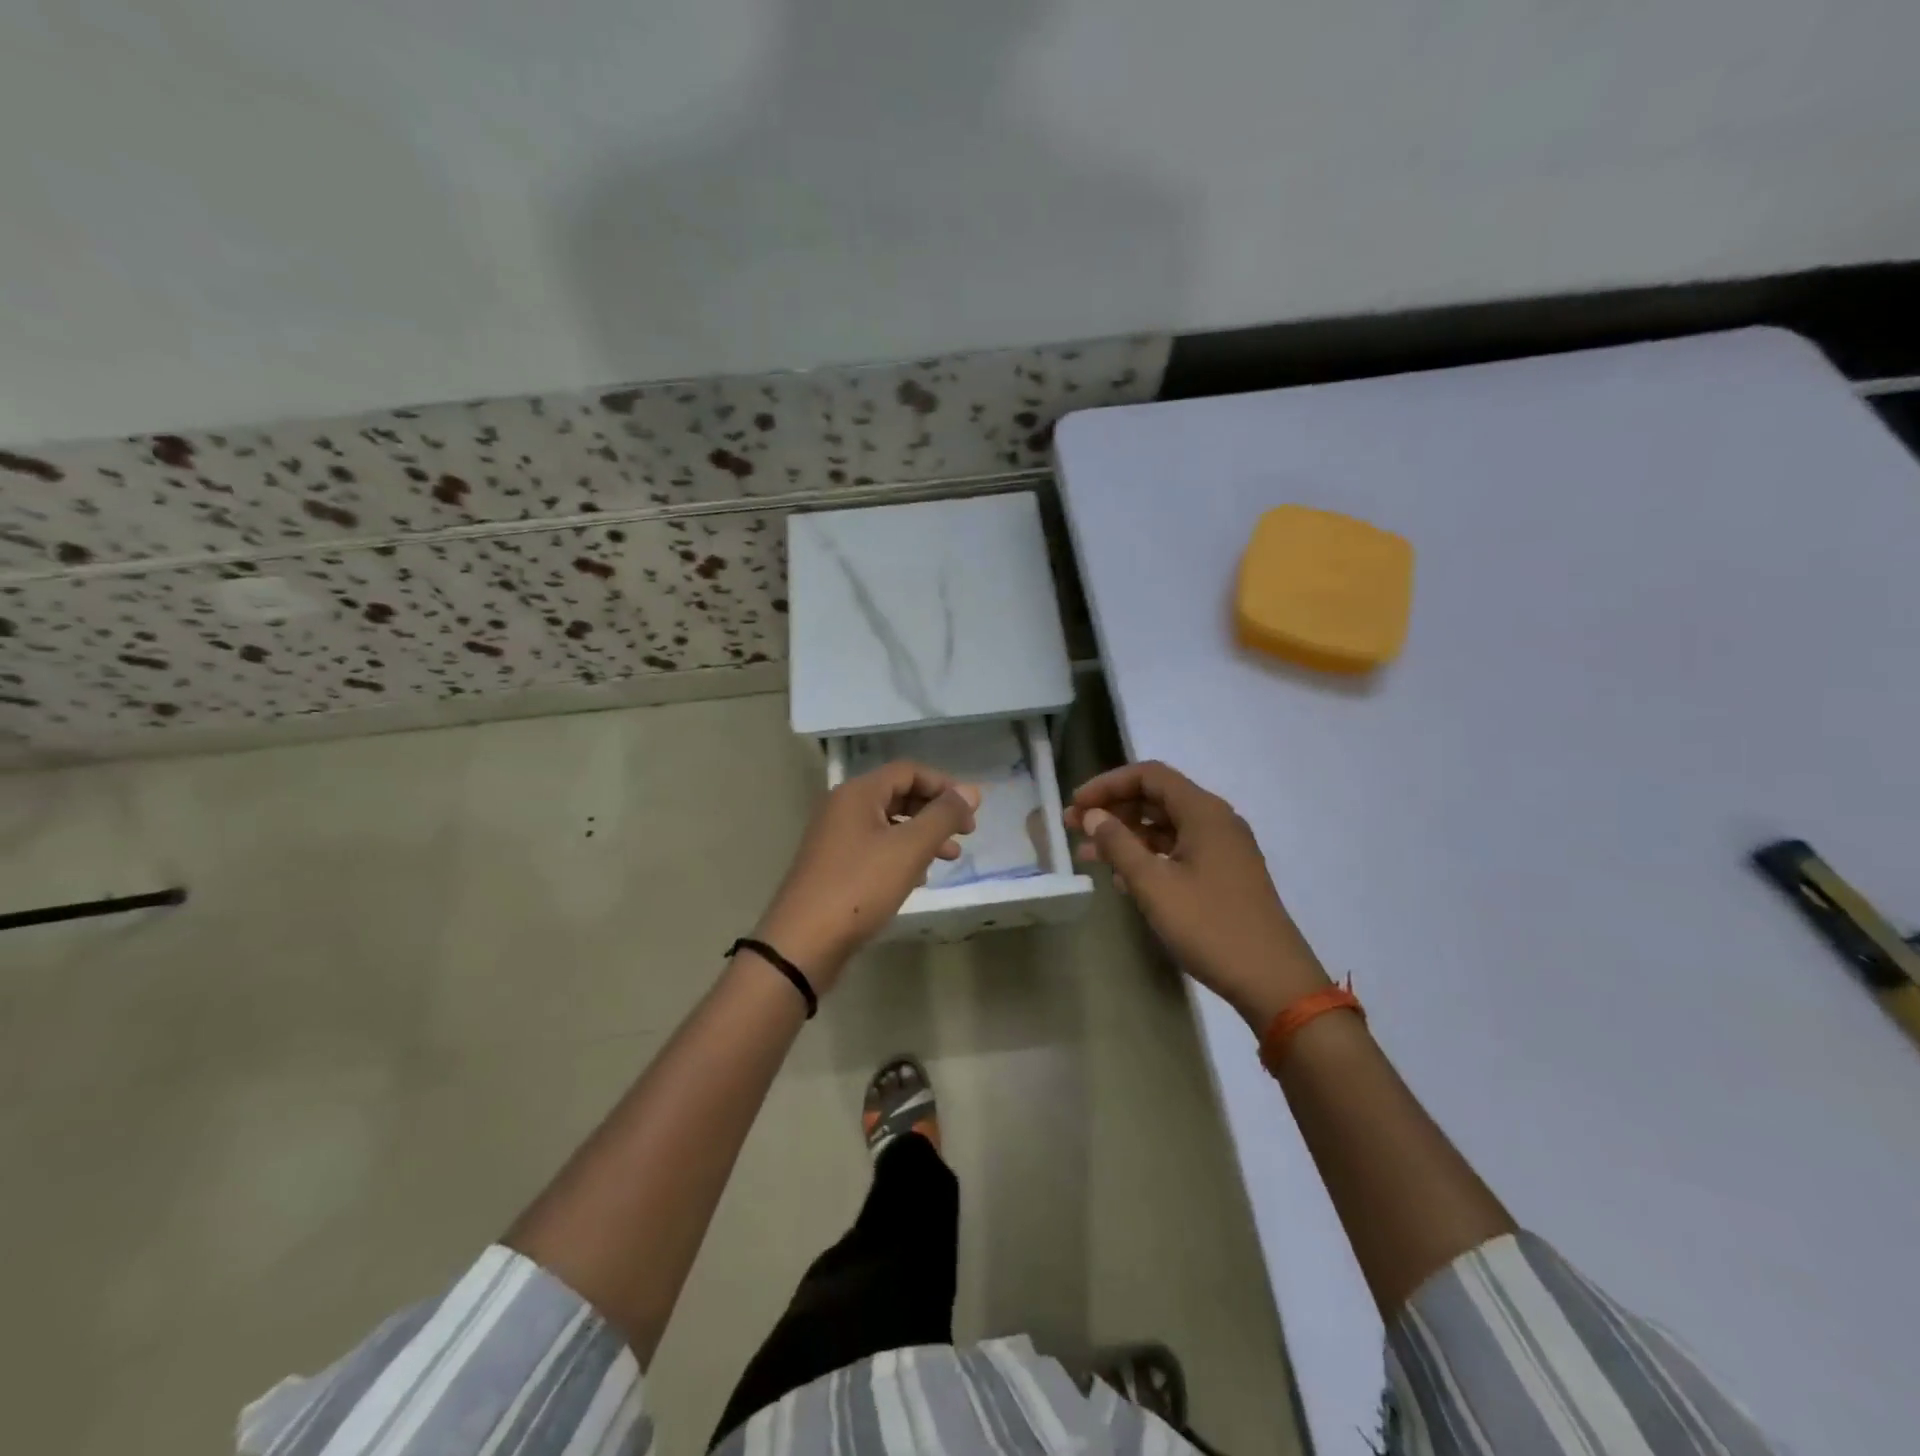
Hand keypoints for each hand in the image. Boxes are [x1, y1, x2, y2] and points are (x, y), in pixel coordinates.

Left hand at [752, 761, 979, 988]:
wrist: (803, 943)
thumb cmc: (859, 887)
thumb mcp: (909, 849)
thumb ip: (943, 817)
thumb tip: (972, 791)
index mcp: (858, 793)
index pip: (908, 771)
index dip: (944, 786)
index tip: (970, 812)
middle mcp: (843, 808)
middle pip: (898, 795)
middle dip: (935, 812)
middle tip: (965, 835)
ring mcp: (835, 838)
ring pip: (888, 825)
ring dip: (922, 836)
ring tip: (949, 859)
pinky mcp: (834, 866)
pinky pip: (875, 848)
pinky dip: (901, 856)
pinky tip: (918, 879)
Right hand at [1066, 761, 1329, 1027]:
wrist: (1273, 981)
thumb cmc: (1210, 927)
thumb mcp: (1155, 886)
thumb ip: (1119, 845)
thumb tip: (1093, 815)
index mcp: (1204, 812)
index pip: (1149, 775)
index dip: (1108, 784)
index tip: (1076, 805)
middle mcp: (1216, 821)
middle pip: (1157, 797)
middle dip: (1113, 808)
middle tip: (1074, 828)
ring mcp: (1223, 848)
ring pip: (1166, 826)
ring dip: (1126, 834)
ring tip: (1089, 855)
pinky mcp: (1224, 874)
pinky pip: (1178, 850)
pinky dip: (1147, 855)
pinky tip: (1122, 878)